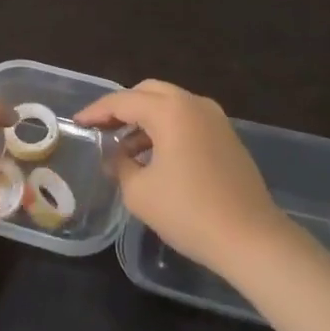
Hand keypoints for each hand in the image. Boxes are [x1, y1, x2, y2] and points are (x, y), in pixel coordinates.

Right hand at [74, 80, 286, 276]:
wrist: (251, 238)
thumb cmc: (189, 212)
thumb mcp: (140, 193)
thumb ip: (121, 166)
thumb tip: (117, 157)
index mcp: (170, 111)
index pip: (123, 101)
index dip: (96, 111)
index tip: (78, 123)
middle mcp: (194, 104)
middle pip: (149, 92)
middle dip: (122, 107)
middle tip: (101, 128)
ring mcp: (215, 119)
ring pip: (170, 105)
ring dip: (145, 119)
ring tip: (124, 148)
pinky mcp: (227, 137)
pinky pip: (188, 120)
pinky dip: (166, 129)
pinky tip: (154, 156)